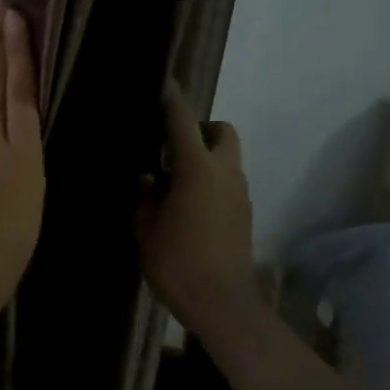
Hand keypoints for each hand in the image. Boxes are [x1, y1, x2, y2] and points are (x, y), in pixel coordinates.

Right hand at [136, 84, 257, 340]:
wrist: (221, 303)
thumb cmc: (176, 260)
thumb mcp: (145, 226)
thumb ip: (145, 195)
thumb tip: (147, 178)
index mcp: (196, 168)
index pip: (183, 119)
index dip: (170, 100)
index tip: (161, 86)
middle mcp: (224, 172)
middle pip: (221, 131)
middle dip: (200, 129)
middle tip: (172, 148)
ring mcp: (239, 193)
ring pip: (227, 157)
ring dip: (205, 157)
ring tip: (175, 180)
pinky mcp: (245, 213)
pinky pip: (228, 181)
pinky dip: (211, 180)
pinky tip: (189, 204)